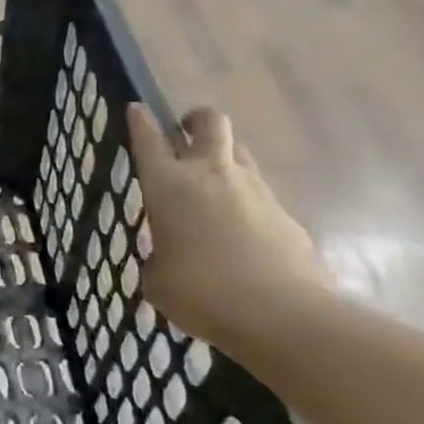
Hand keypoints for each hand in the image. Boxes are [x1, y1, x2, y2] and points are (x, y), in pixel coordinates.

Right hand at [127, 105, 329, 344]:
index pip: (148, 138)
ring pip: (239, 152)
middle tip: (185, 135)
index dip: (140, 121)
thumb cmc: (201, 293)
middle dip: (195, 121)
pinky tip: (240, 235)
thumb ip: (158, 257)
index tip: (137, 109)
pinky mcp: (285, 213)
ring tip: (211, 187)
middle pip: (209, 122)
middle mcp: (211, 174)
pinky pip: (260, 194)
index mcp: (168, 185)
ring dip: (223, 158)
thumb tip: (168, 255)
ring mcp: (254, 189)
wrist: (282, 314)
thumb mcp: (157, 280)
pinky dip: (246, 202)